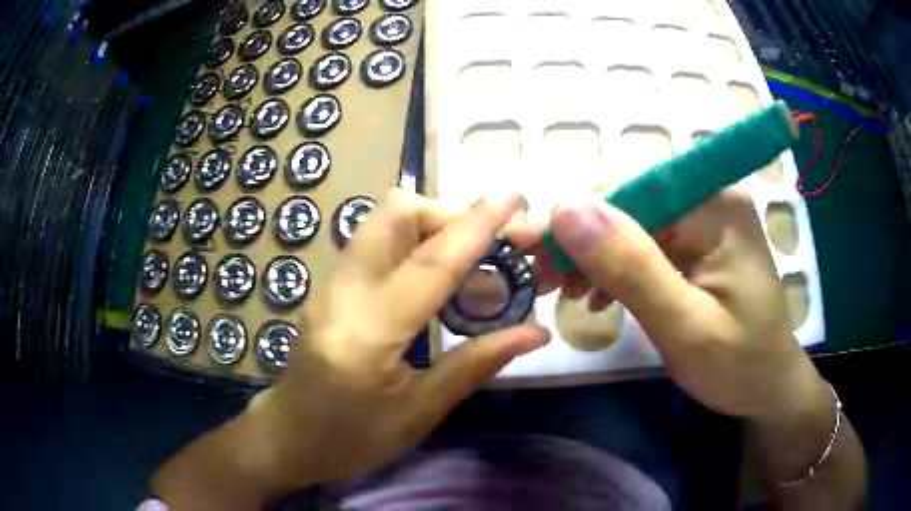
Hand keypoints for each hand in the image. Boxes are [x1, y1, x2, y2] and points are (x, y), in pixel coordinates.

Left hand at [250, 189, 549, 487]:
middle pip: (396, 213)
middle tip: (492, 247)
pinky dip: (416, 242)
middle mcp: (342, 293)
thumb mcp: (418, 414)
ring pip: (385, 220)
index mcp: (367, 335)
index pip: (429, 264)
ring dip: (435, 225)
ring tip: (473, 264)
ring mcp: (330, 283)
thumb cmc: (351, 440)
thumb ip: (475, 365)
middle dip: (451, 215)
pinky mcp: (330, 283)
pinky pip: (378, 241)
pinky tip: (438, 279)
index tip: (512, 194)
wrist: (288, 435)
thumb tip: (536, 332)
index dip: (475, 225)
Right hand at [541, 188, 828, 423]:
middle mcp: (708, 196)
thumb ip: (632, 267)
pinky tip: (599, 295)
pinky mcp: (697, 242)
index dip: (575, 218)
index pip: (629, 189)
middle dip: (580, 242)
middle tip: (539, 282)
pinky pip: (645, 243)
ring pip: (630, 223)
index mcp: (714, 204)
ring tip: (564, 292)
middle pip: (628, 203)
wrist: (769, 387)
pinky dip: (615, 268)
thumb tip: (566, 208)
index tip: (530, 255)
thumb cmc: (738, 365)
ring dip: (593, 256)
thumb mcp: (685, 326)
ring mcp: (703, 219)